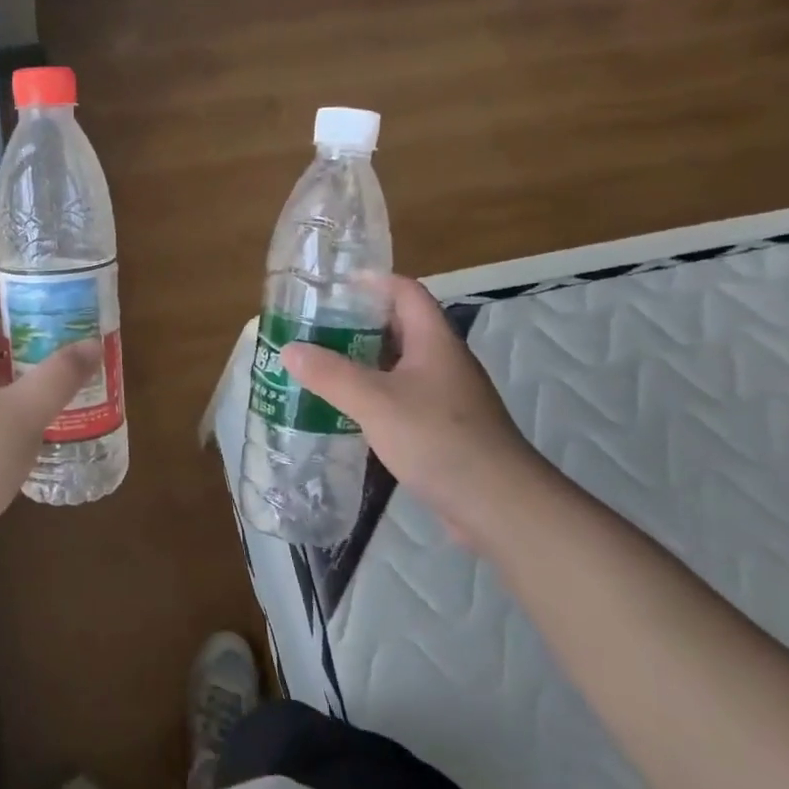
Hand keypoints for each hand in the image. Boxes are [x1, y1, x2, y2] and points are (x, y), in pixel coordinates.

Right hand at [280, 274, 543, 551]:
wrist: (499, 506)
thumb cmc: (439, 440)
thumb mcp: (376, 402)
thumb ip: (331, 374)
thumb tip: (289, 349)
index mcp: (434, 341)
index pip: (405, 292)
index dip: (372, 281)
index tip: (332, 286)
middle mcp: (443, 361)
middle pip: (399, 327)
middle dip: (357, 324)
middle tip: (314, 328)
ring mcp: (446, 396)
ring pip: (398, 366)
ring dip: (362, 362)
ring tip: (320, 366)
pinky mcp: (442, 428)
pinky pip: (401, 398)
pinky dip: (372, 396)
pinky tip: (345, 411)